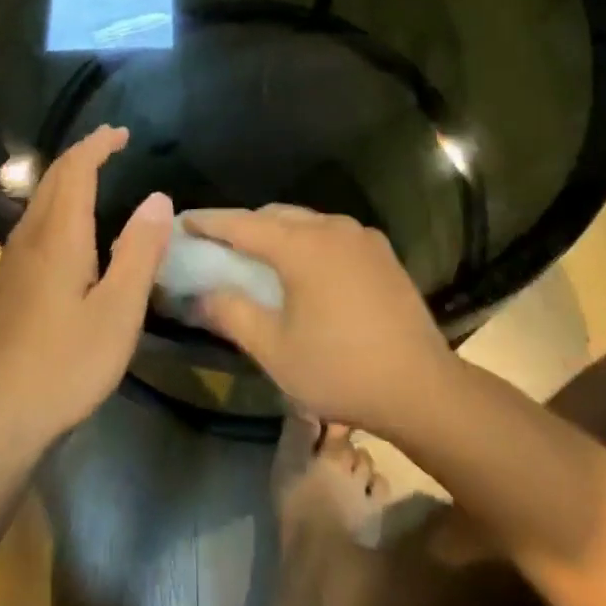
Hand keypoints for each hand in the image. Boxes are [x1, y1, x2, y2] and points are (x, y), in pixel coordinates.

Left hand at [0, 127, 171, 454]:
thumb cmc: (65, 365)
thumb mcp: (118, 312)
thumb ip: (140, 252)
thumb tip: (159, 198)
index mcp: (58, 236)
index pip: (76, 169)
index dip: (98, 145)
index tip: (123, 133)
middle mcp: (30, 236)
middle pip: (54, 177)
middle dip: (83, 153)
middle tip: (114, 145)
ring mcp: (12, 259)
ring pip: (40, 198)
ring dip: (68, 176)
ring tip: (97, 175)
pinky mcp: (7, 281)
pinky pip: (34, 220)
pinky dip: (58, 202)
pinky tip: (71, 227)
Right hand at [185, 205, 451, 432]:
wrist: (423, 389)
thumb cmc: (341, 370)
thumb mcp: (274, 350)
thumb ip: (232, 314)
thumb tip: (200, 294)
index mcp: (301, 246)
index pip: (242, 224)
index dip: (208, 222)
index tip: (182, 221)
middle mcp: (331, 227)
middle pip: (274, 216)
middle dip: (242, 226)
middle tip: (216, 245)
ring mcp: (360, 236)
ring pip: (304, 222)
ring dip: (276, 232)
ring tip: (257, 256)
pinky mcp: (381, 252)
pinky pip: (330, 233)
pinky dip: (306, 241)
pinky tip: (304, 268)